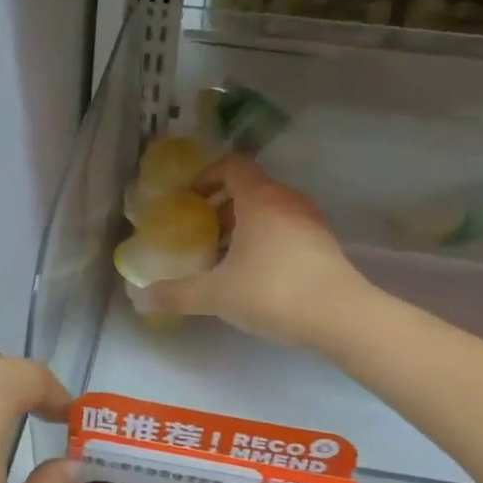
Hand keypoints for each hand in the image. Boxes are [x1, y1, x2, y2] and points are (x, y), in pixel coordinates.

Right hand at [144, 155, 362, 347]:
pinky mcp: (323, 246)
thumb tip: (142, 298)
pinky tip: (252, 275)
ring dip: (243, 227)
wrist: (340, 316)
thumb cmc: (272, 292)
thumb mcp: (216, 295)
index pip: (232, 166)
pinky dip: (264, 242)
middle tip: (199, 232)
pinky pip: (285, 231)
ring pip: (269, 212)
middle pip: (250, 190)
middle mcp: (287, 202)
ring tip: (222, 258)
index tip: (188, 198)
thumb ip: (178, 294)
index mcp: (260, 199)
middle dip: (220, 208)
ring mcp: (310, 223)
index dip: (206, 176)